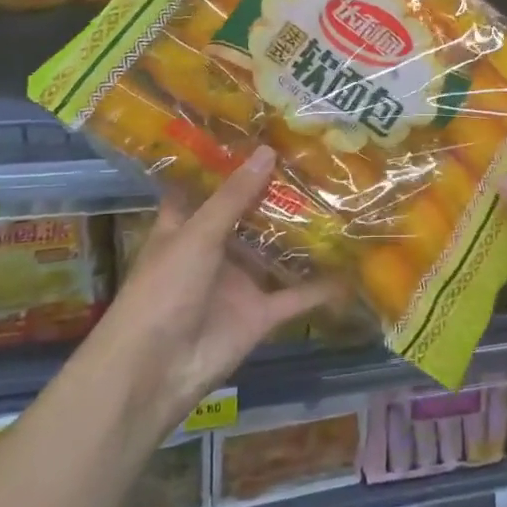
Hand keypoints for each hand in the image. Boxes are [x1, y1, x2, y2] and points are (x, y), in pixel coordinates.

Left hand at [93, 147, 334, 436]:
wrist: (152, 374)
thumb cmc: (161, 291)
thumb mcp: (196, 236)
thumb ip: (234, 197)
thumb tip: (268, 151)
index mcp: (186, 226)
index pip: (206, 185)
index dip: (228, 161)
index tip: (260, 132)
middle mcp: (214, 249)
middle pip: (249, 214)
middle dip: (277, 191)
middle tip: (317, 157)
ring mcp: (239, 282)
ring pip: (276, 251)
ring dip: (303, 233)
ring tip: (342, 198)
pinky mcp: (260, 314)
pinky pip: (296, 296)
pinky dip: (322, 286)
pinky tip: (353, 266)